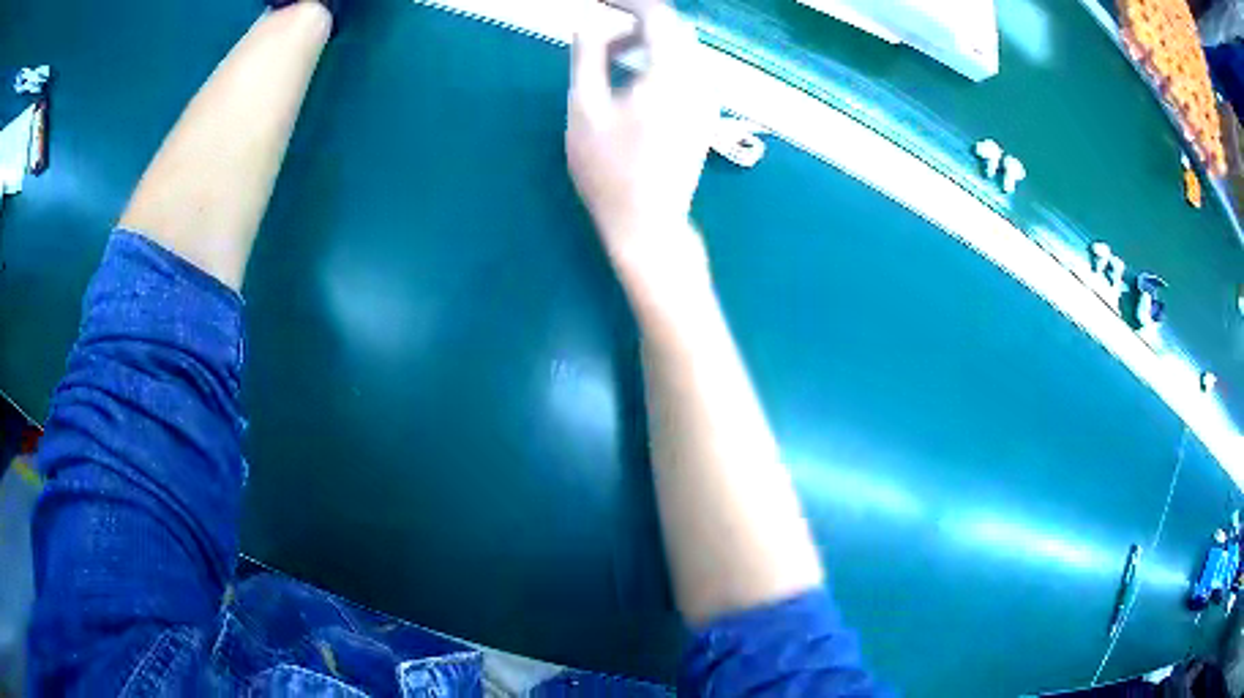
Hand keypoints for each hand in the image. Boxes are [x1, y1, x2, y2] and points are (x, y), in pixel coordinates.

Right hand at [566, 2, 717, 291]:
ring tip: (611, 60)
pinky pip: (686, 71)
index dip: (630, 4)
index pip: (659, 16)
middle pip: (674, 30)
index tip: (601, 3)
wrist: (647, 223)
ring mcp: (707, 99)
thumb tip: (590, 23)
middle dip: (637, 23)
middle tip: (602, 35)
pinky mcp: (705, 114)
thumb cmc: (608, 169)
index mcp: (671, 73)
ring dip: (648, 44)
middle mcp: (699, 79)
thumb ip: (587, 57)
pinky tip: (634, 82)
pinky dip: (660, 62)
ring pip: (682, 50)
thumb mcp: (584, 108)